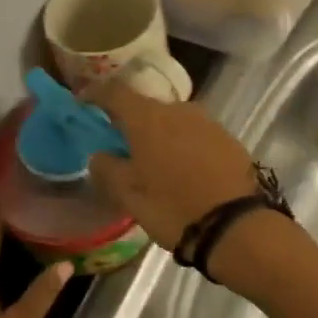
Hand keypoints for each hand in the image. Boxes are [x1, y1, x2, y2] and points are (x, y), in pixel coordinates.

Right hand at [82, 80, 259, 248]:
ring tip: (154, 159)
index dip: (96, 94)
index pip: (115, 92)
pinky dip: (184, 144)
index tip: (84, 102)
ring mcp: (207, 122)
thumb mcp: (128, 194)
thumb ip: (106, 168)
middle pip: (147, 106)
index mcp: (148, 118)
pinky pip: (196, 134)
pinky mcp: (228, 138)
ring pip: (174, 120)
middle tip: (121, 142)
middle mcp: (178, 110)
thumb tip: (100, 154)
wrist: (233, 225)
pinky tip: (183, 168)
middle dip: (131, 120)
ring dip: (160, 133)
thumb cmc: (171, 207)